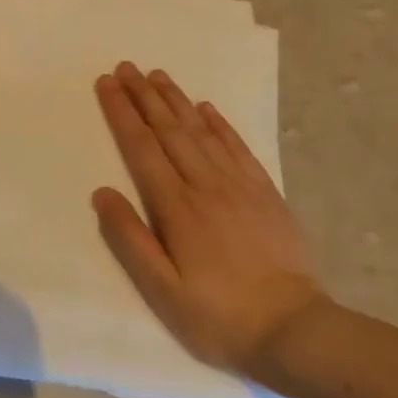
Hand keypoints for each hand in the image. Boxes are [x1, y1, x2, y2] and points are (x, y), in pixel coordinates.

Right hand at [93, 62, 327, 376]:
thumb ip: (130, 239)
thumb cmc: (217, 315)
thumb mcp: (162, 290)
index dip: (122, 113)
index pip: (142, 148)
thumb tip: (102, 193)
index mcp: (176, 208)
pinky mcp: (266, 193)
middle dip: (144, 96)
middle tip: (126, 67)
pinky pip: (238, 148)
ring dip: (176, 100)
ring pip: (201, 131)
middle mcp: (206, 186)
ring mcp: (239, 186)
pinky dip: (220, 124)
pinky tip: (207, 108)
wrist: (295, 331)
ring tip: (157, 75)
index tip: (107, 84)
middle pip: (169, 130)